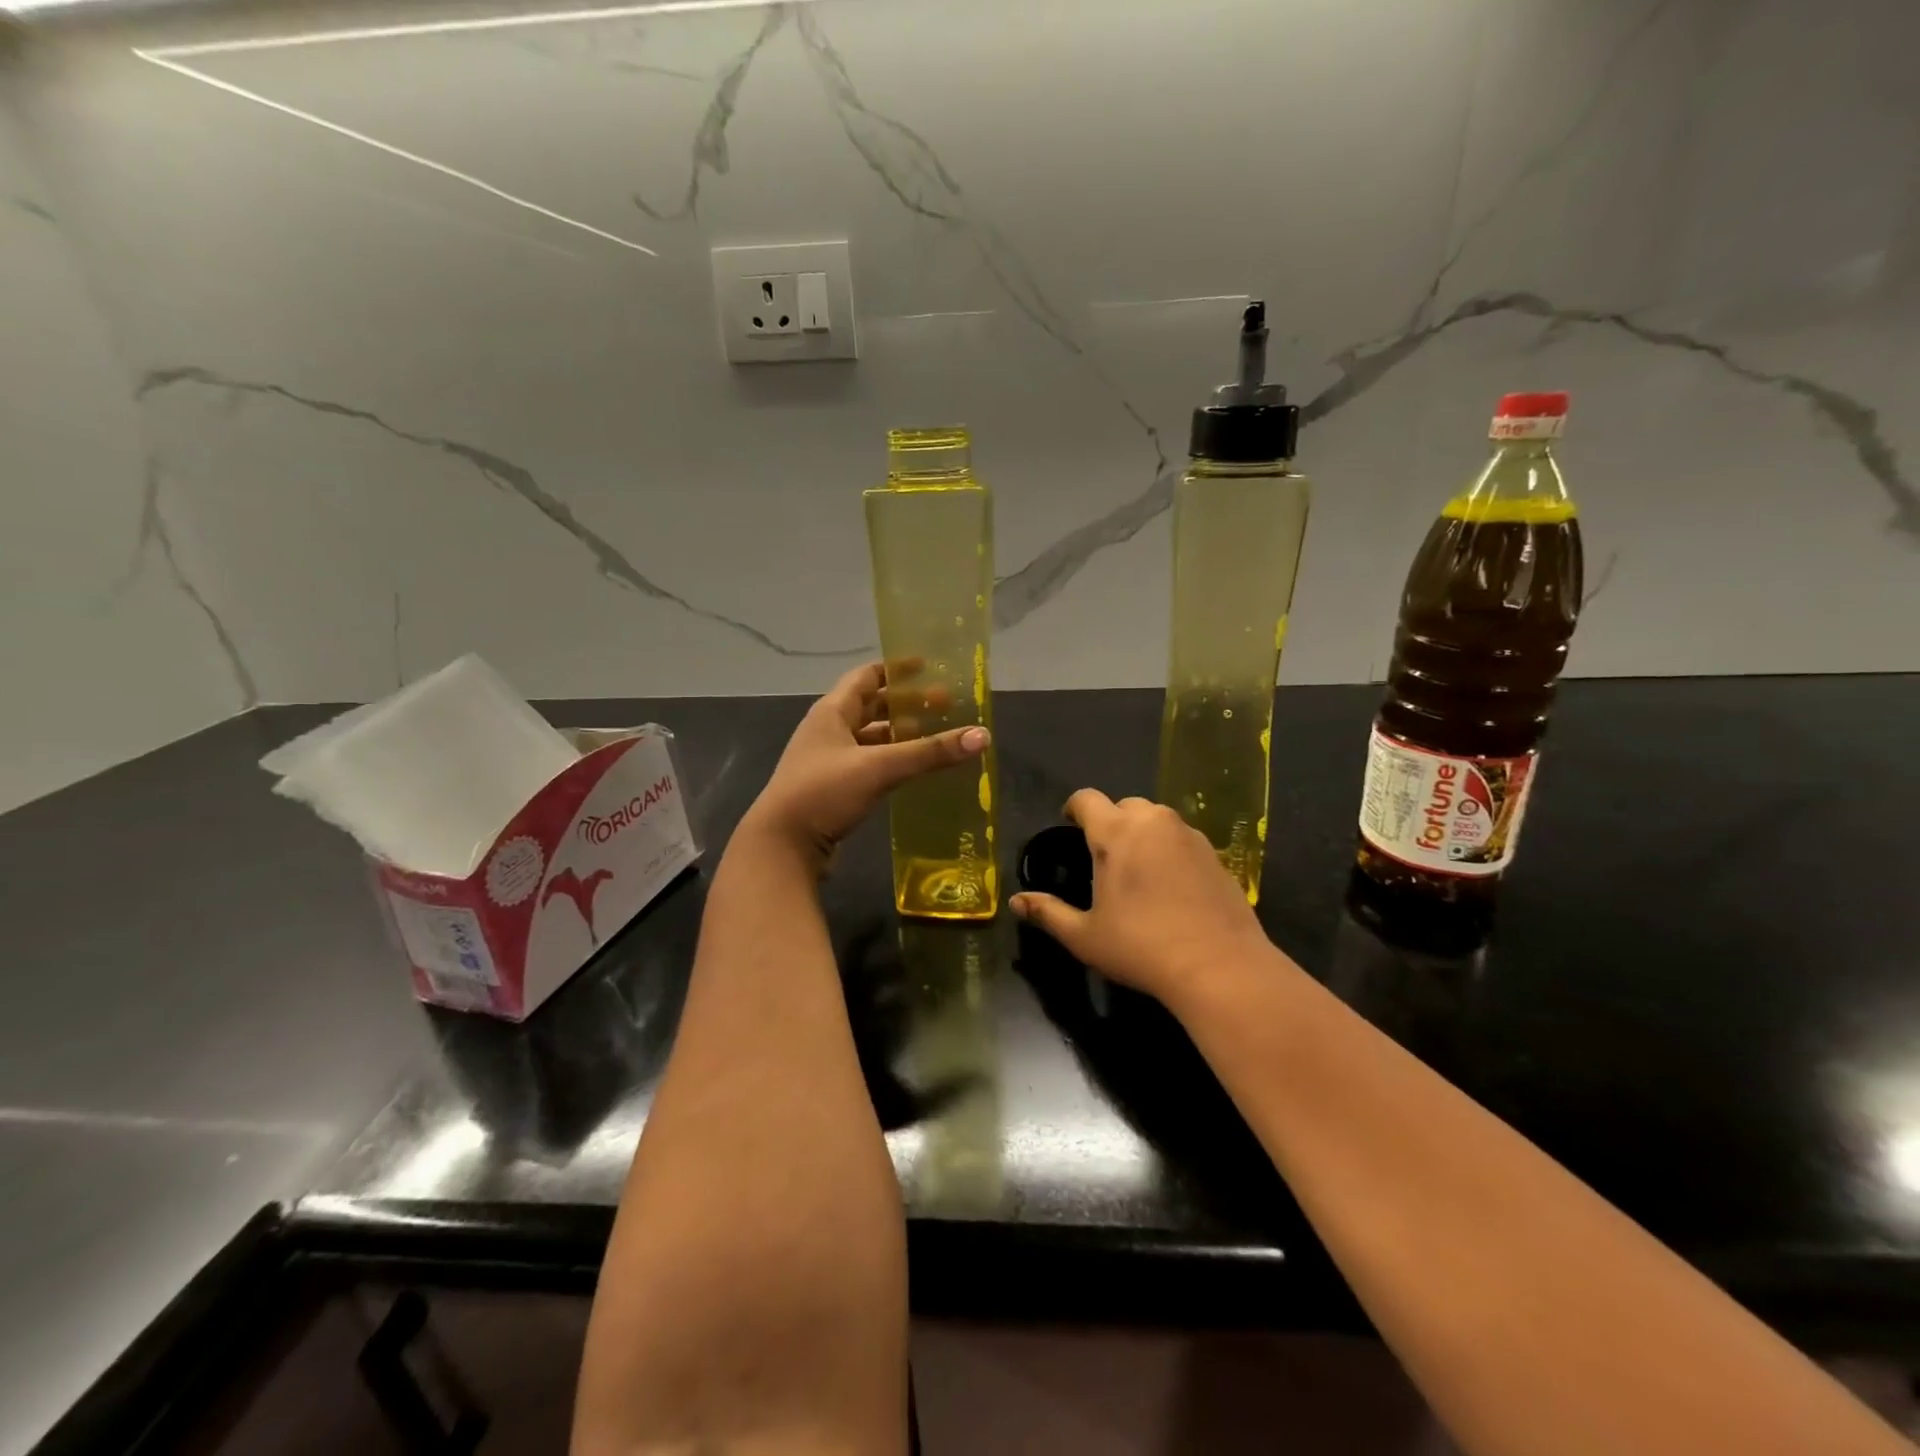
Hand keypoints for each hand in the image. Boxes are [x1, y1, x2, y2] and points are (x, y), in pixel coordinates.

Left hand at [740, 660, 988, 868]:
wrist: (781, 846)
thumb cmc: (824, 793)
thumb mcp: (879, 767)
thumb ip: (930, 752)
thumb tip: (982, 735)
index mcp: (832, 712)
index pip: (866, 676)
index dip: (896, 669)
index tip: (928, 667)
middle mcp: (828, 730)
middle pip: (871, 707)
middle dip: (906, 705)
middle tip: (944, 706)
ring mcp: (828, 761)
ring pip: (870, 738)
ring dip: (899, 735)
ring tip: (935, 737)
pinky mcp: (833, 789)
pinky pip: (868, 764)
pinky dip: (891, 761)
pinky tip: (914, 770)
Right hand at [1011, 789, 1274, 1005]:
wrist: (1220, 967)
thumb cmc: (1142, 948)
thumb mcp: (1085, 936)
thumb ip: (1048, 912)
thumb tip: (1015, 902)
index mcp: (1116, 833)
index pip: (1087, 799)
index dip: (1074, 808)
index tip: (1069, 825)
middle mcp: (1154, 822)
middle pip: (1124, 805)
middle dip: (1110, 820)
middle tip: (1103, 856)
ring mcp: (1189, 836)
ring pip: (1157, 819)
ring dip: (1142, 832)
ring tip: (1137, 869)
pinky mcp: (1216, 854)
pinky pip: (1182, 838)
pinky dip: (1170, 849)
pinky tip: (1170, 885)